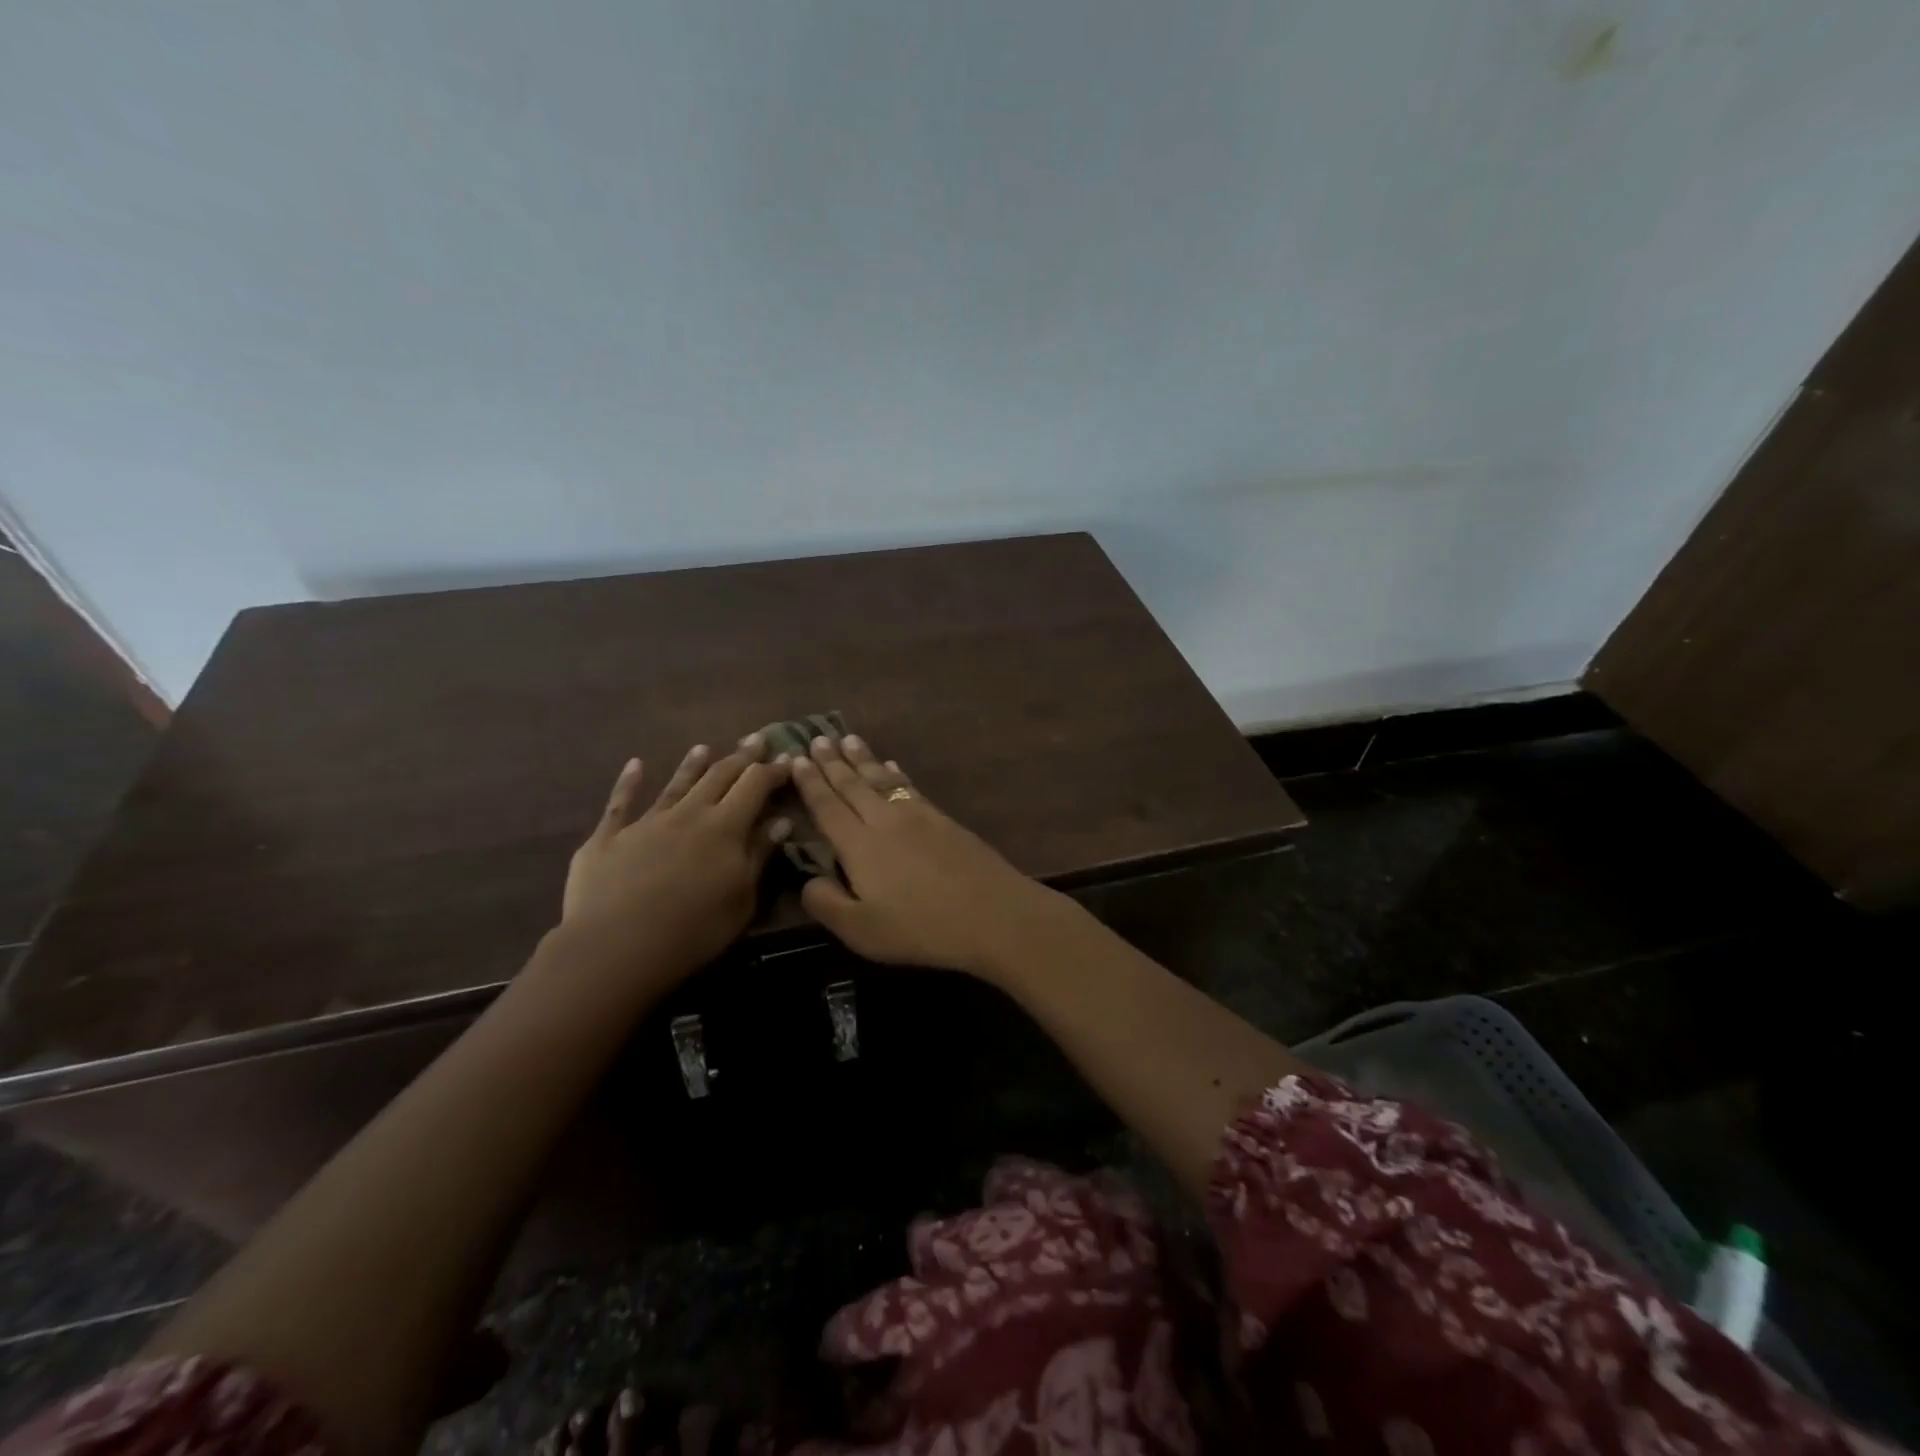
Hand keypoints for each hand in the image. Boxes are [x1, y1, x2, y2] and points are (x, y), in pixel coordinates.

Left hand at [561, 737, 790, 981]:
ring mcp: (645, 822)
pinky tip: (635, 765)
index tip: (788, 758)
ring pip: (676, 784)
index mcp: (725, 827)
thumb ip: (759, 856)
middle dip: (740, 757)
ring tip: (704, 747)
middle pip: (718, 776)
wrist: (616, 946)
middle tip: (756, 740)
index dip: (772, 770)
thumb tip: (780, 821)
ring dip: (692, 765)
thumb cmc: (693, 929)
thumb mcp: (742, 898)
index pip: (755, 785)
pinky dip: (629, 782)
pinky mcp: (608, 837)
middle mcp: (688, 813)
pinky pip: (620, 803)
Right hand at [789, 735, 1070, 975]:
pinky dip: (897, 774)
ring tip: (848, 739)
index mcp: (859, 846)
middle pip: (853, 785)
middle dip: (832, 761)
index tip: (795, 759)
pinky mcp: (944, 820)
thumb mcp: (861, 931)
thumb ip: (827, 903)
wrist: (993, 913)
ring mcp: (918, 816)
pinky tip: (892, 767)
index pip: (827, 807)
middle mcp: (884, 820)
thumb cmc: (921, 928)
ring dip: (863, 759)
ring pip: (882, 779)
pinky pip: (910, 787)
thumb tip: (807, 879)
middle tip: (817, 738)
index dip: (810, 783)